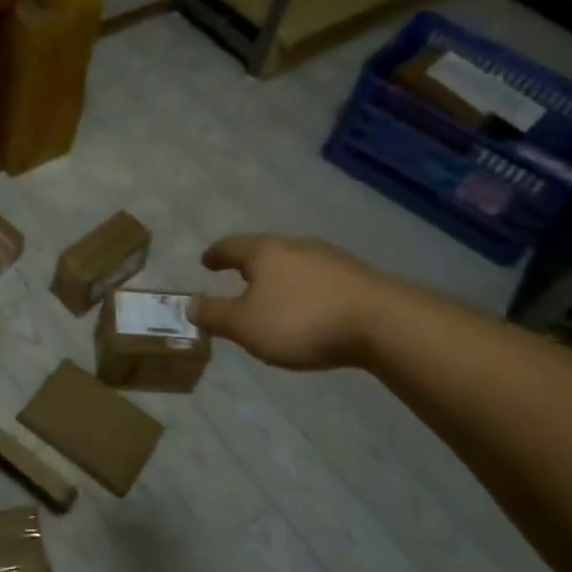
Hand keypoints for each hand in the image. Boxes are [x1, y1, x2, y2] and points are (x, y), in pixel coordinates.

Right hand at [188, 234, 390, 370]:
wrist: (382, 323)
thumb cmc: (300, 321)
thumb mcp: (245, 325)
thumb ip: (215, 314)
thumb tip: (189, 303)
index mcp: (264, 251)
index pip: (231, 246)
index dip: (215, 254)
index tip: (205, 261)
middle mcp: (295, 246)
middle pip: (265, 251)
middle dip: (249, 265)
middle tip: (237, 277)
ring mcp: (330, 259)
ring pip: (294, 263)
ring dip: (280, 277)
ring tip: (272, 295)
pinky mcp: (357, 278)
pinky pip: (319, 279)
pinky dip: (305, 289)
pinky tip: (308, 308)